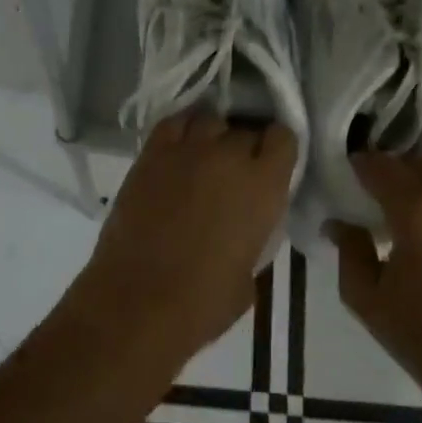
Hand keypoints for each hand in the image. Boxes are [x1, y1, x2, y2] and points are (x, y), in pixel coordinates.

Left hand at [74, 110, 297, 358]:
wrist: (138, 301)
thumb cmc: (203, 302)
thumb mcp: (250, 272)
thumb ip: (254, 235)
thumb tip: (243, 227)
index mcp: (264, 185)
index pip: (284, 138)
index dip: (278, 149)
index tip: (272, 164)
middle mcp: (229, 156)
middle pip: (245, 129)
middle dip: (245, 146)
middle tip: (235, 171)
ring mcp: (187, 150)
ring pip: (209, 120)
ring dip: (213, 136)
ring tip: (206, 157)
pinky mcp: (151, 154)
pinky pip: (173, 123)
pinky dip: (181, 130)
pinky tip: (180, 149)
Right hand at [330, 151, 421, 386]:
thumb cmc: (421, 335)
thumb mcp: (365, 297)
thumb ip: (349, 250)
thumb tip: (341, 223)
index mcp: (418, 210)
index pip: (382, 167)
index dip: (360, 165)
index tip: (348, 175)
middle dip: (399, 168)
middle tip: (379, 193)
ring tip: (411, 210)